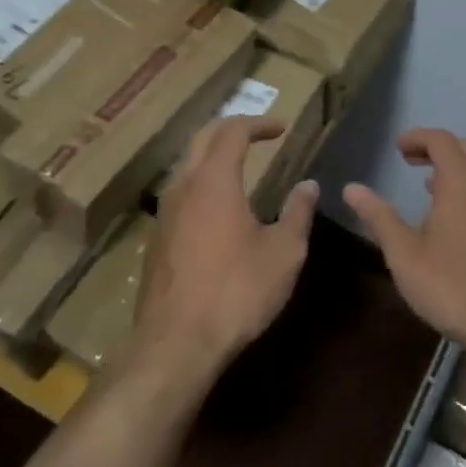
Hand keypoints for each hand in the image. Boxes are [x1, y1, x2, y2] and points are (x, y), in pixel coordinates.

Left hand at [128, 117, 318, 386]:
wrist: (177, 342)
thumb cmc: (237, 291)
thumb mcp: (284, 252)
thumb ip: (298, 212)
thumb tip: (309, 185)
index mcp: (214, 180)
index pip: (233, 131)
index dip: (258, 123)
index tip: (281, 127)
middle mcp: (183, 186)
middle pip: (201, 138)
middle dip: (230, 128)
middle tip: (256, 133)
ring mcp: (164, 212)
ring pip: (185, 164)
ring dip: (210, 154)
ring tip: (236, 163)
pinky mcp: (156, 238)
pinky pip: (178, 192)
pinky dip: (199, 182)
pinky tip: (214, 206)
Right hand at [345, 129, 465, 359]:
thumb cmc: (452, 286)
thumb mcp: (404, 254)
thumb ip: (379, 217)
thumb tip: (351, 189)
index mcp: (461, 185)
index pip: (441, 140)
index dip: (417, 137)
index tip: (397, 148)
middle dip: (437, 147)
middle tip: (411, 161)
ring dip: (457, 168)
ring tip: (429, 187)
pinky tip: (455, 220)